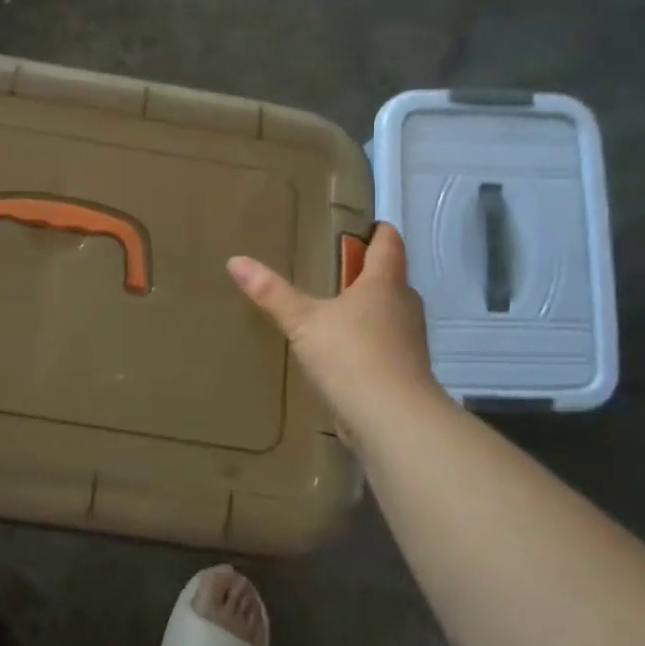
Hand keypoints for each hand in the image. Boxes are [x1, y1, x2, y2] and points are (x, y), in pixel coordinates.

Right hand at [227, 223, 448, 444]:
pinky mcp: (404, 372)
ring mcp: (409, 341)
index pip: (389, 245)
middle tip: (338, 269)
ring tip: (337, 309)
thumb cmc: (351, 356)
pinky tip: (344, 351)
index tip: (368, 225)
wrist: (392, 420)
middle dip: (369, 272)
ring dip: (370, 308)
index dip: (380, 232)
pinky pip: (386, 344)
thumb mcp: (303, 321)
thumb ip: (271, 292)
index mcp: (384, 284)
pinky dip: (369, 340)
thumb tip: (235, 260)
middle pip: (391, 279)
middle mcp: (404, 306)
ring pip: (390, 313)